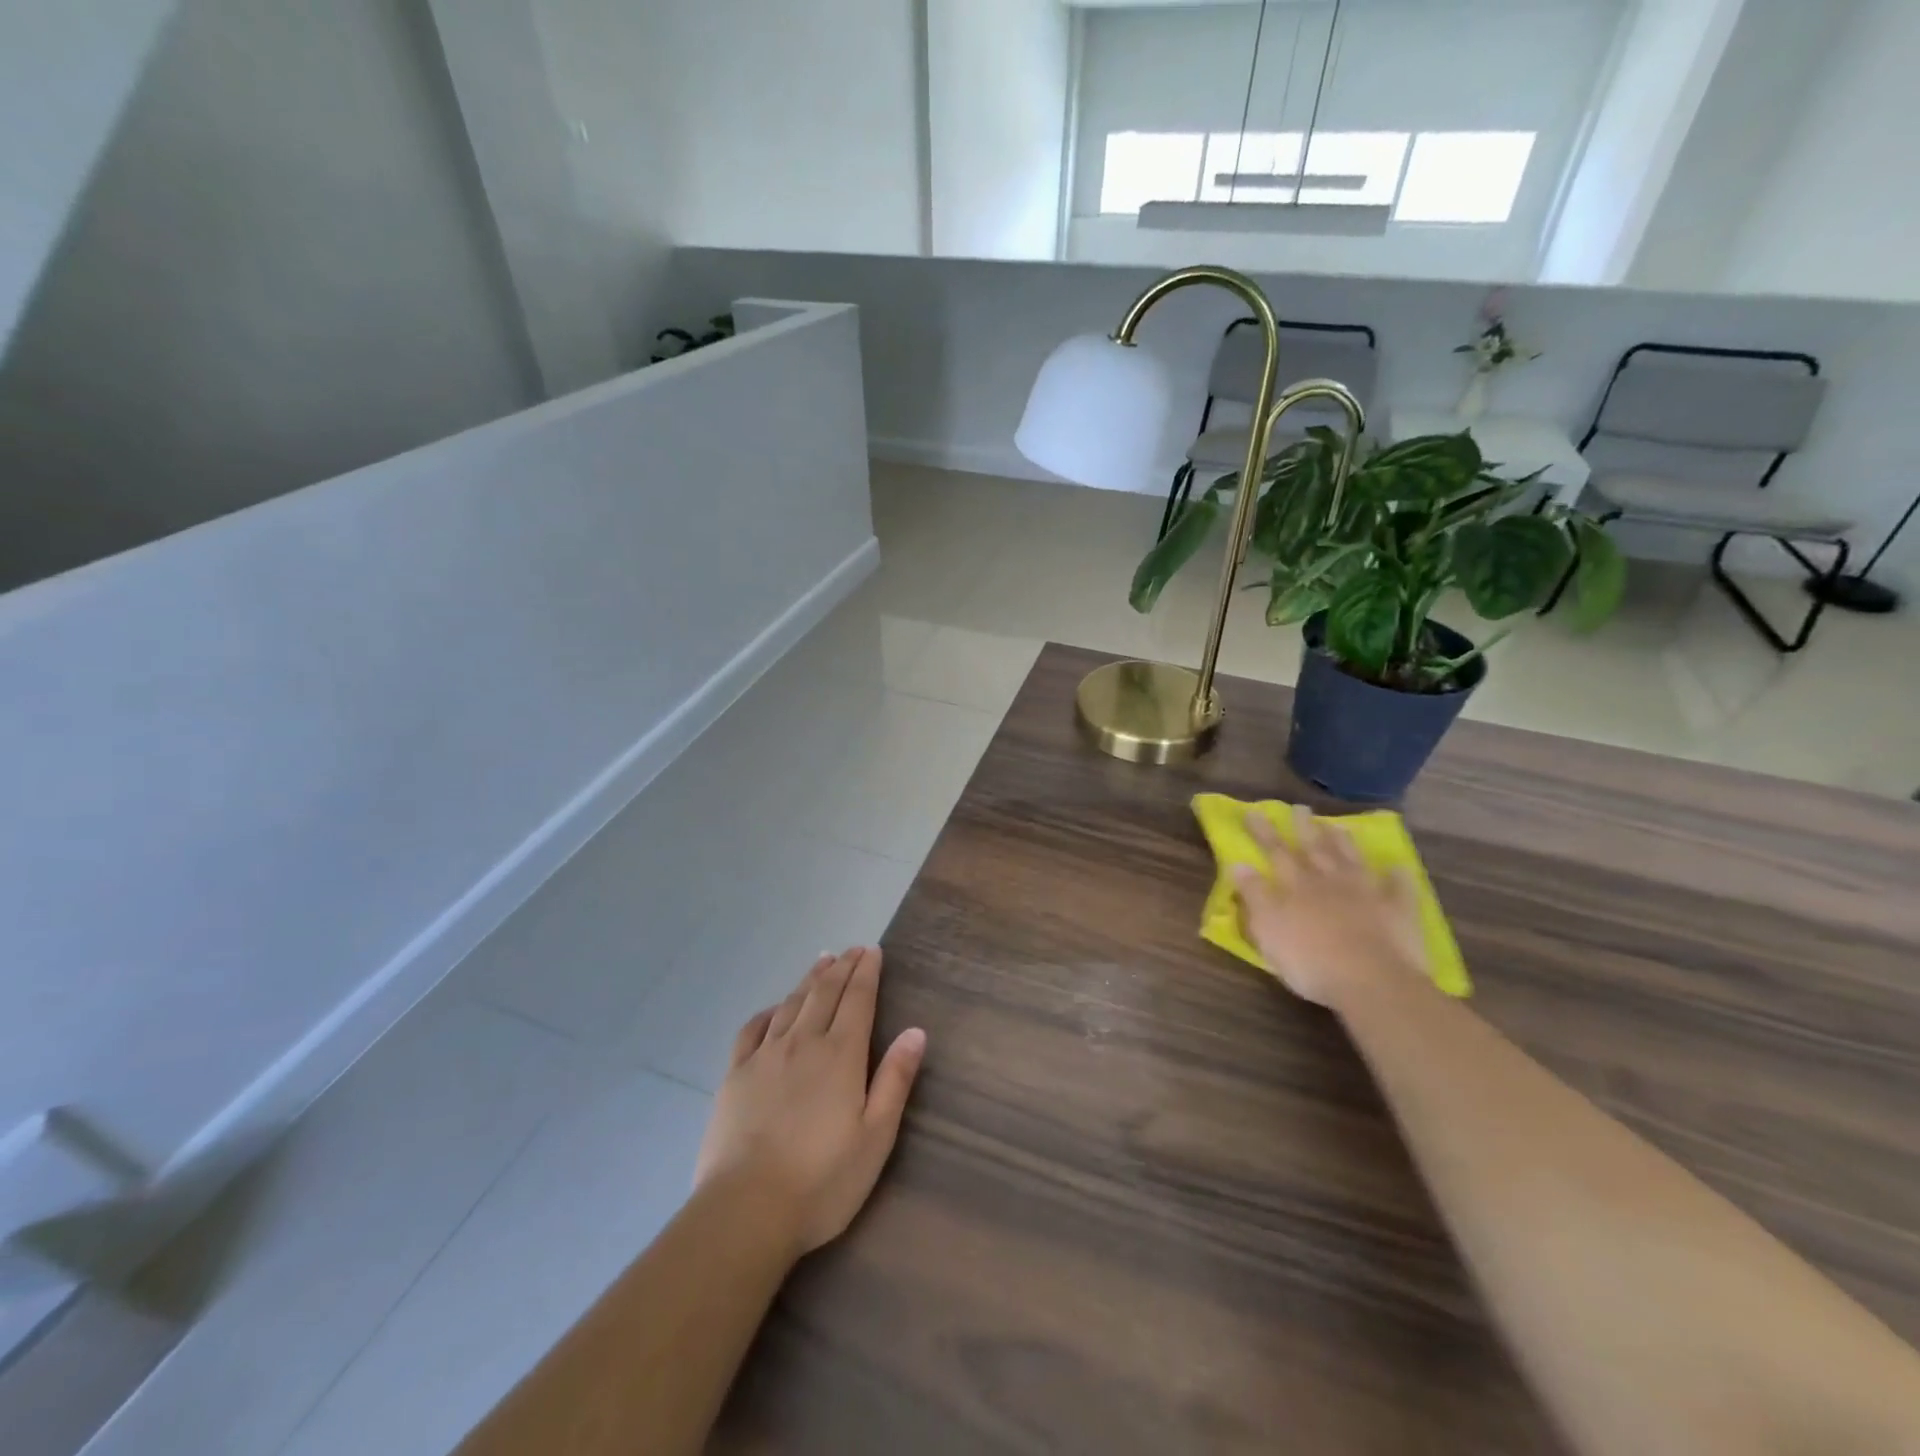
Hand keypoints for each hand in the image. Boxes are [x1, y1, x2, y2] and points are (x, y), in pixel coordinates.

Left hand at [694, 947, 926, 1259]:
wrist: (746, 1209)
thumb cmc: (822, 1180)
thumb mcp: (876, 1136)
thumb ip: (895, 1080)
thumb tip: (916, 1031)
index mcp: (841, 1055)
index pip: (858, 999)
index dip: (867, 972)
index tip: (873, 950)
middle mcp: (803, 1043)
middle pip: (825, 993)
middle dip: (842, 967)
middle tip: (853, 949)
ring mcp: (765, 1056)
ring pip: (792, 1003)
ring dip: (810, 979)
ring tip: (823, 961)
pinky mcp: (735, 1075)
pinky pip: (753, 1029)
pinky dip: (769, 1010)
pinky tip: (775, 1009)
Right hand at [1231, 806, 1428, 1009]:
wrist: (1372, 981)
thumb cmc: (1309, 960)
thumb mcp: (1267, 929)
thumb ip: (1254, 895)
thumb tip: (1239, 864)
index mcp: (1296, 886)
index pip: (1275, 852)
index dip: (1263, 832)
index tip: (1254, 811)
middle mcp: (1329, 881)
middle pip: (1314, 849)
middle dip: (1305, 828)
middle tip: (1300, 808)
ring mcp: (1366, 893)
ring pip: (1352, 860)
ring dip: (1344, 843)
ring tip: (1337, 826)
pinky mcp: (1397, 911)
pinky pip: (1398, 888)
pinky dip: (1397, 876)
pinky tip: (1397, 867)